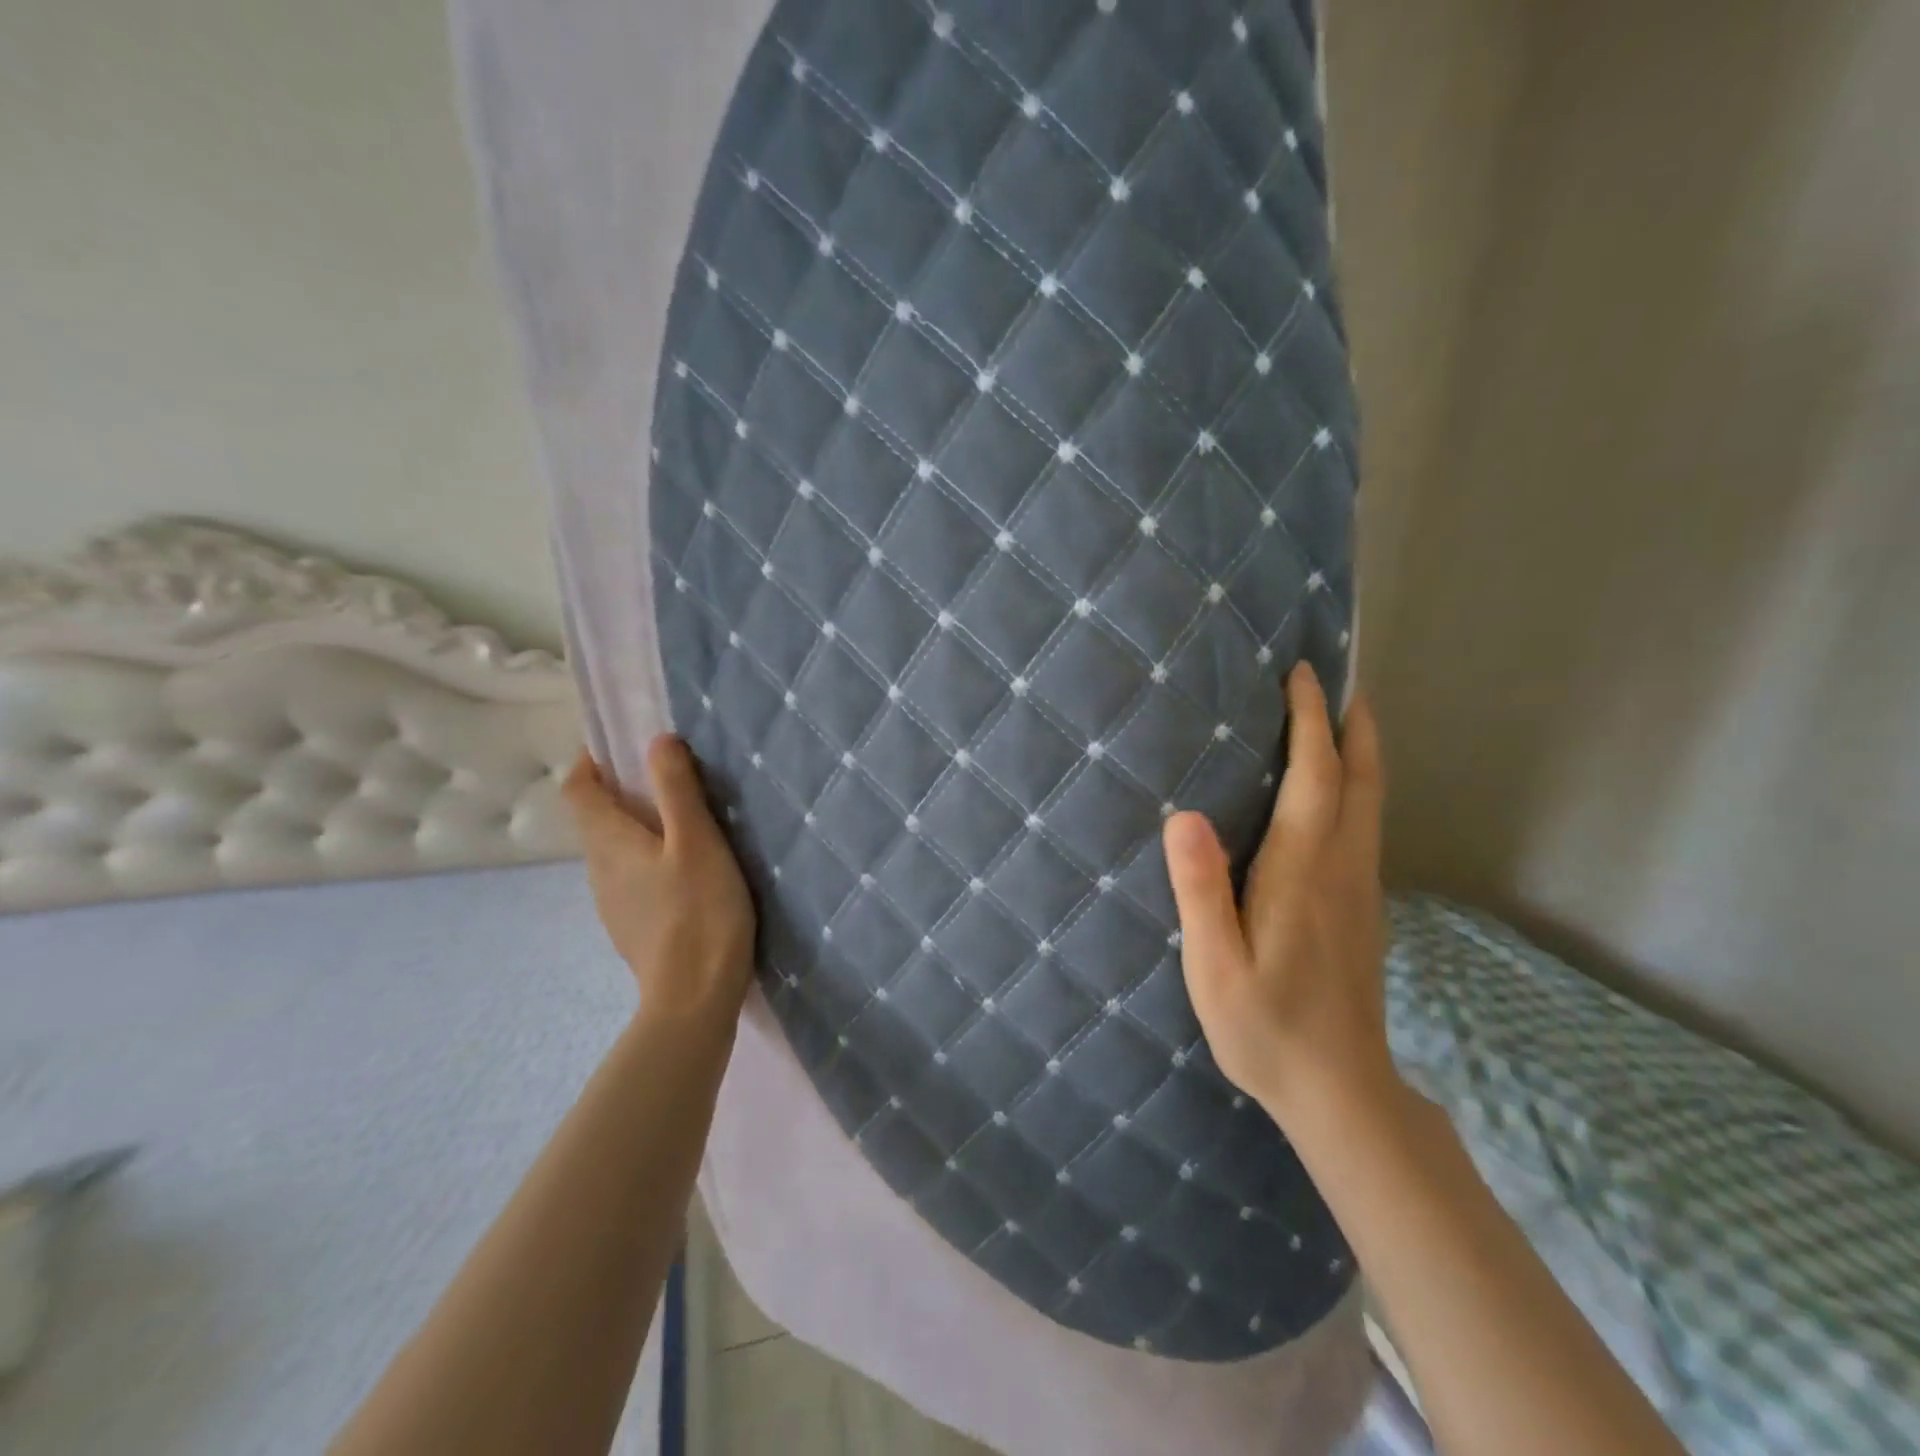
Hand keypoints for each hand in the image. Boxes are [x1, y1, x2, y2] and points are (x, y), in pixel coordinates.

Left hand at [564, 736, 755, 1029]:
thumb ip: (677, 789)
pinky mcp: (632, 927)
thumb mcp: (697, 841)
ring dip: (637, 827)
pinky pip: (630, 877)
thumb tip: (657, 740)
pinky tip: (686, 872)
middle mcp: (599, 869)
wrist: (694, 997)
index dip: (592, 761)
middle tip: (670, 779)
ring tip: (684, 823)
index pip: (578, 788)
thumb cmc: (699, 911)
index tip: (624, 746)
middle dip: (622, 791)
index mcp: (608, 842)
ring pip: (614, 850)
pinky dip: (647, 859)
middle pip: (596, 818)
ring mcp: (612, 903)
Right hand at [1163, 664, 1395, 1127]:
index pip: (1315, 777)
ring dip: (1359, 752)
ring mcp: (1360, 889)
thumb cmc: (1267, 1028)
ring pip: (1371, 802)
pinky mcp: (1362, 909)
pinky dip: (1356, 787)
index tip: (1301, 675)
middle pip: (1360, 779)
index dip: (1310, 721)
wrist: (1341, 1092)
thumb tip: (1184, 816)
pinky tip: (1334, 794)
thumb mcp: (1216, 966)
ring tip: (1342, 719)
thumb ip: (1201, 891)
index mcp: (1303, 872)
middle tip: (1339, 680)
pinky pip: (1365, 826)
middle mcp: (1342, 868)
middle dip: (1351, 724)